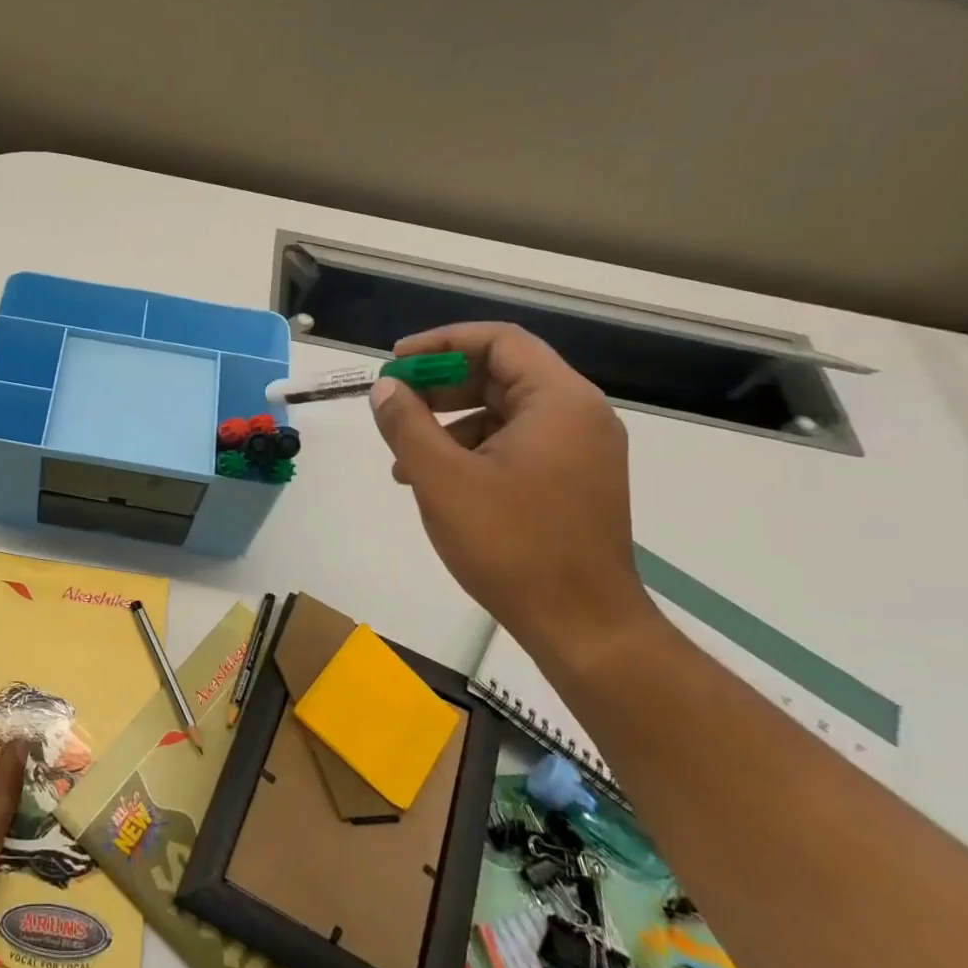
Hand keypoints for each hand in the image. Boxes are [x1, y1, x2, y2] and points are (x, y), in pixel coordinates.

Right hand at [368, 323, 654, 653]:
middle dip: (439, 385)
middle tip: (392, 403)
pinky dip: (470, 451)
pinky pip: (513, 445)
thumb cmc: (511, 544)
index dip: (441, 342)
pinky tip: (432, 482)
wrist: (582, 625)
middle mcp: (578, 416)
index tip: (395, 362)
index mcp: (559, 401)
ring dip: (448, 423)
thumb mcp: (442, 479)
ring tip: (402, 458)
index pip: (499, 341)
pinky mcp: (571, 482)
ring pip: (502, 412)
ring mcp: (578, 451)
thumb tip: (385, 388)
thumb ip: (407, 424)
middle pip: (500, 374)